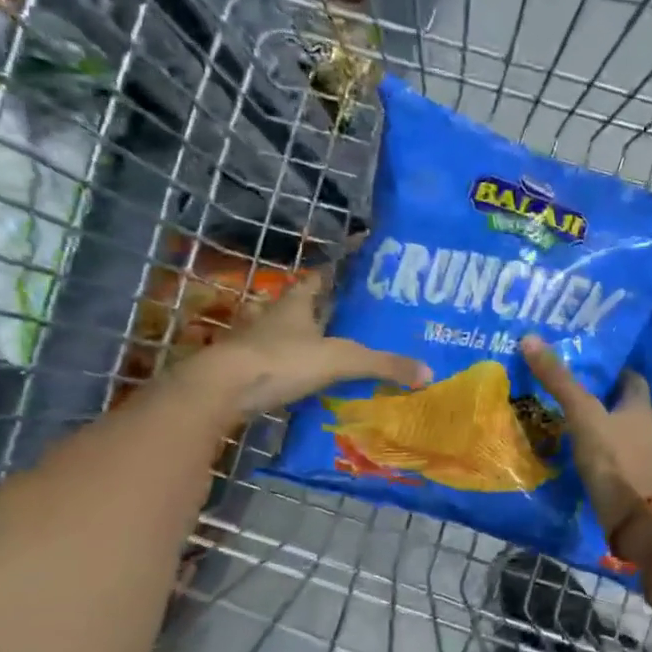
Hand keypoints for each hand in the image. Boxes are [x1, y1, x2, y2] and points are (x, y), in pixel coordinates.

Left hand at [188, 252, 429, 418]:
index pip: (321, 276)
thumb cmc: (282, 360)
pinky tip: (310, 378)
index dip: (339, 269)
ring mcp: (258, 343)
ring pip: (289, 333)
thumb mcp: (341, 360)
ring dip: (308, 338)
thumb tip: (428, 373)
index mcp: (297, 303)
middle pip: (304, 305)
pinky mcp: (249, 370)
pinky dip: (295, 367)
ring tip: (338, 346)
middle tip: (358, 313)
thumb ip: (383, 364)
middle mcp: (275, 317)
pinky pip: (279, 363)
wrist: (223, 389)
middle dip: (328, 307)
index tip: (359, 263)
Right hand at [521, 335, 651, 537]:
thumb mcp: (583, 415)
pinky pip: (609, 459)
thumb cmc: (614, 460)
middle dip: (600, 397)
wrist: (635, 521)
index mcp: (640, 408)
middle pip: (623, 406)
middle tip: (568, 388)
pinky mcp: (627, 483)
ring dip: (596, 426)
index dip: (614, 369)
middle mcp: (644, 431)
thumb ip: (559, 381)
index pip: (632, 379)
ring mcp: (638, 459)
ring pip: (616, 433)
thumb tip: (530, 337)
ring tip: (563, 419)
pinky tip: (572, 454)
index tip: (589, 363)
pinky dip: (594, 453)